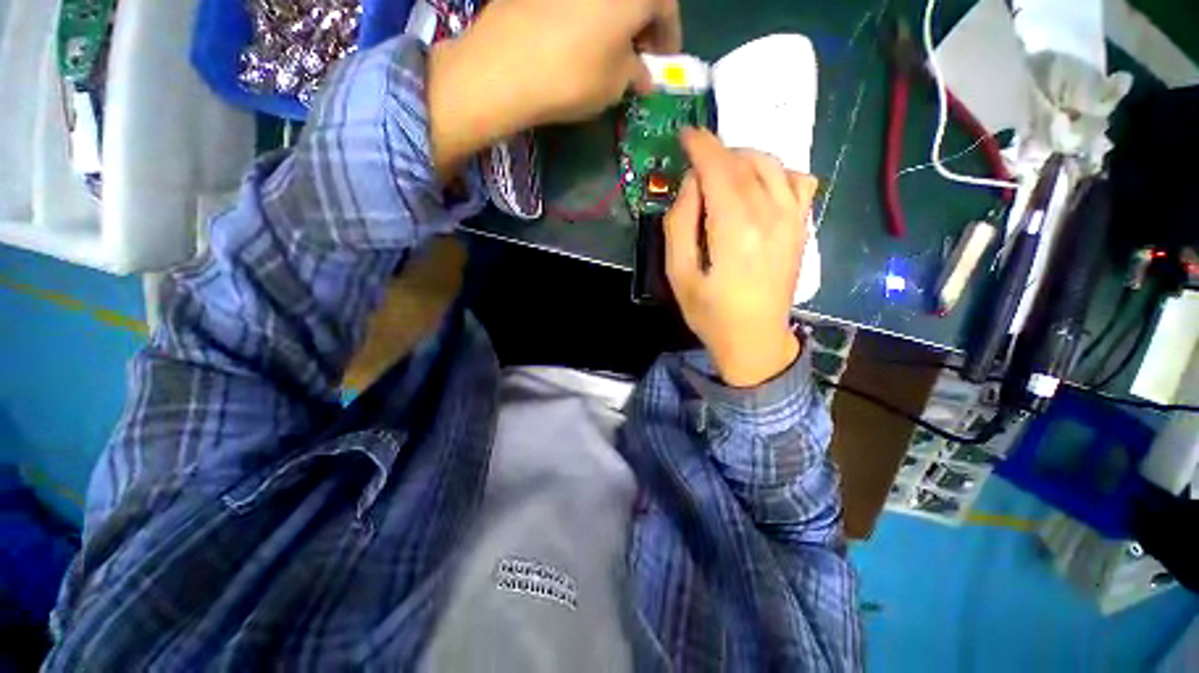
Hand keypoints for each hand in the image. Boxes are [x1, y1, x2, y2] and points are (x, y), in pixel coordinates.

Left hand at [428, 0, 680, 179]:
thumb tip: (642, 75)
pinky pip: (578, 1)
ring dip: (615, 20)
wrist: (504, 68)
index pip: (666, 7)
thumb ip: (636, 74)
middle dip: (643, 26)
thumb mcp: (616, 85)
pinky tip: (581, 40)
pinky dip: (588, 16)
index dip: (669, 38)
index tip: (665, 62)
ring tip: (609, 51)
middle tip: (639, 56)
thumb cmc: (574, 77)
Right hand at [664, 128, 818, 387]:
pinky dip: (776, 172)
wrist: (755, 339)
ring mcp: (792, 220)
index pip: (718, 167)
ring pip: (771, 165)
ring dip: (743, 158)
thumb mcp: (679, 274)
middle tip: (695, 165)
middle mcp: (769, 215)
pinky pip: (797, 181)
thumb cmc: (710, 313)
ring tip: (722, 173)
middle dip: (716, 153)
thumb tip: (691, 185)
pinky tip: (759, 186)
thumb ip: (679, 225)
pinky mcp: (800, 228)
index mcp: (734, 228)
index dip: (700, 146)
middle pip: (743, 162)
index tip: (685, 135)